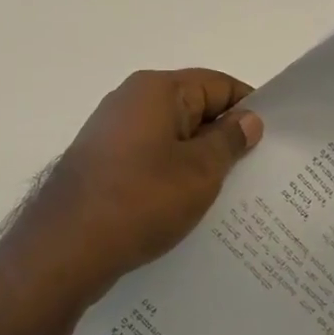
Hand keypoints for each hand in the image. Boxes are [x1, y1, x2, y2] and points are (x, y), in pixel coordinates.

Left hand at [11, 69, 262, 304]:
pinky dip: (170, 176)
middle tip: (255, 171)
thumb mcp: (199, 172)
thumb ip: (229, 141)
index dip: (247, 108)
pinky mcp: (100, 164)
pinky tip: (185, 208)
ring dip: (197, 161)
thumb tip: (249, 119)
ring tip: (226, 195)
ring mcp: (111, 133)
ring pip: (170, 138)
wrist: (62, 250)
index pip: (217, 84)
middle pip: (193, 109)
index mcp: (157, 89)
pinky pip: (148, 160)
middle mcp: (131, 100)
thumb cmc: (139, 200)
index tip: (271, 140)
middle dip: (223, 138)